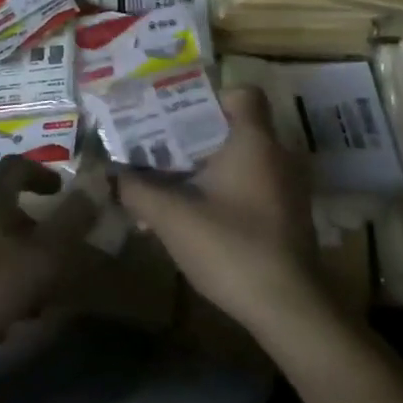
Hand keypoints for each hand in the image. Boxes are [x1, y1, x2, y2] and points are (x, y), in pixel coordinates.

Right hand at [116, 87, 330, 339]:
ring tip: (172, 184)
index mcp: (255, 141)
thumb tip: (113, 175)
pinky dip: (227, 191)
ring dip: (210, 167)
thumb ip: (138, 190)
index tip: (179, 116)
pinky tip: (198, 217)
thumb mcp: (172, 217)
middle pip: (237, 127)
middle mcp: (278, 155)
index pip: (243, 93)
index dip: (211, 97)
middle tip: (161, 149)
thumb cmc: (231, 247)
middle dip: (197, 136)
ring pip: (244, 160)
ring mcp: (288, 188)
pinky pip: (254, 186)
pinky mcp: (289, 216)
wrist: (289, 309)